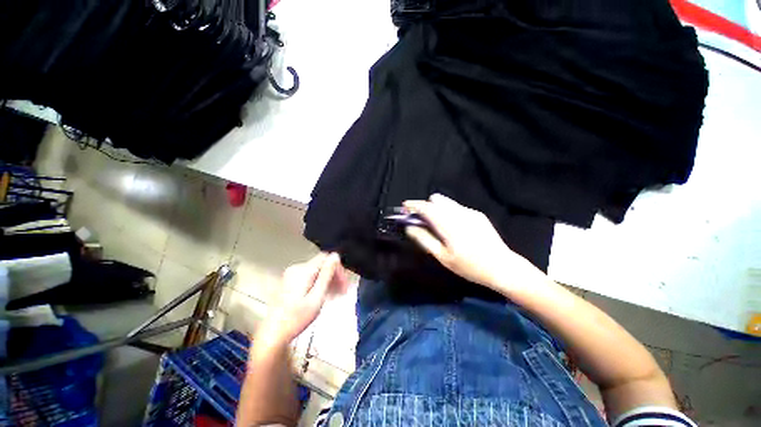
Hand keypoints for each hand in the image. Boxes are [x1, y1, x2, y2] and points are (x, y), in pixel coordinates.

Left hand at [259, 253, 349, 345]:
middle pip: (321, 265)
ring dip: (327, 281)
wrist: (274, 334)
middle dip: (334, 276)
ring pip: (317, 271)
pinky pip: (309, 277)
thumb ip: (327, 274)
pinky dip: (318, 283)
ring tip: (335, 294)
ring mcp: (291, 276)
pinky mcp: (290, 282)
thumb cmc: (295, 319)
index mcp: (303, 271)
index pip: (326, 258)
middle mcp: (296, 270)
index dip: (338, 269)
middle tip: (342, 289)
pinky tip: (323, 295)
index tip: (343, 281)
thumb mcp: (317, 297)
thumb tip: (335, 257)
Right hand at [404, 194, 544, 290]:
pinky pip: (456, 207)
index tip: (405, 207)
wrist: (502, 267)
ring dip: (436, 208)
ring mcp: (470, 212)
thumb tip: (410, 227)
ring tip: (435, 223)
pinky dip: (447, 212)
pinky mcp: (477, 213)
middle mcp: (460, 214)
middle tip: (420, 220)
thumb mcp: (443, 257)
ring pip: (446, 202)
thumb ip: (424, 239)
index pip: (427, 208)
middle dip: (425, 206)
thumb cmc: (470, 267)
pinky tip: (451, 227)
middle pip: (436, 200)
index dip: (414, 205)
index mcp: (450, 226)